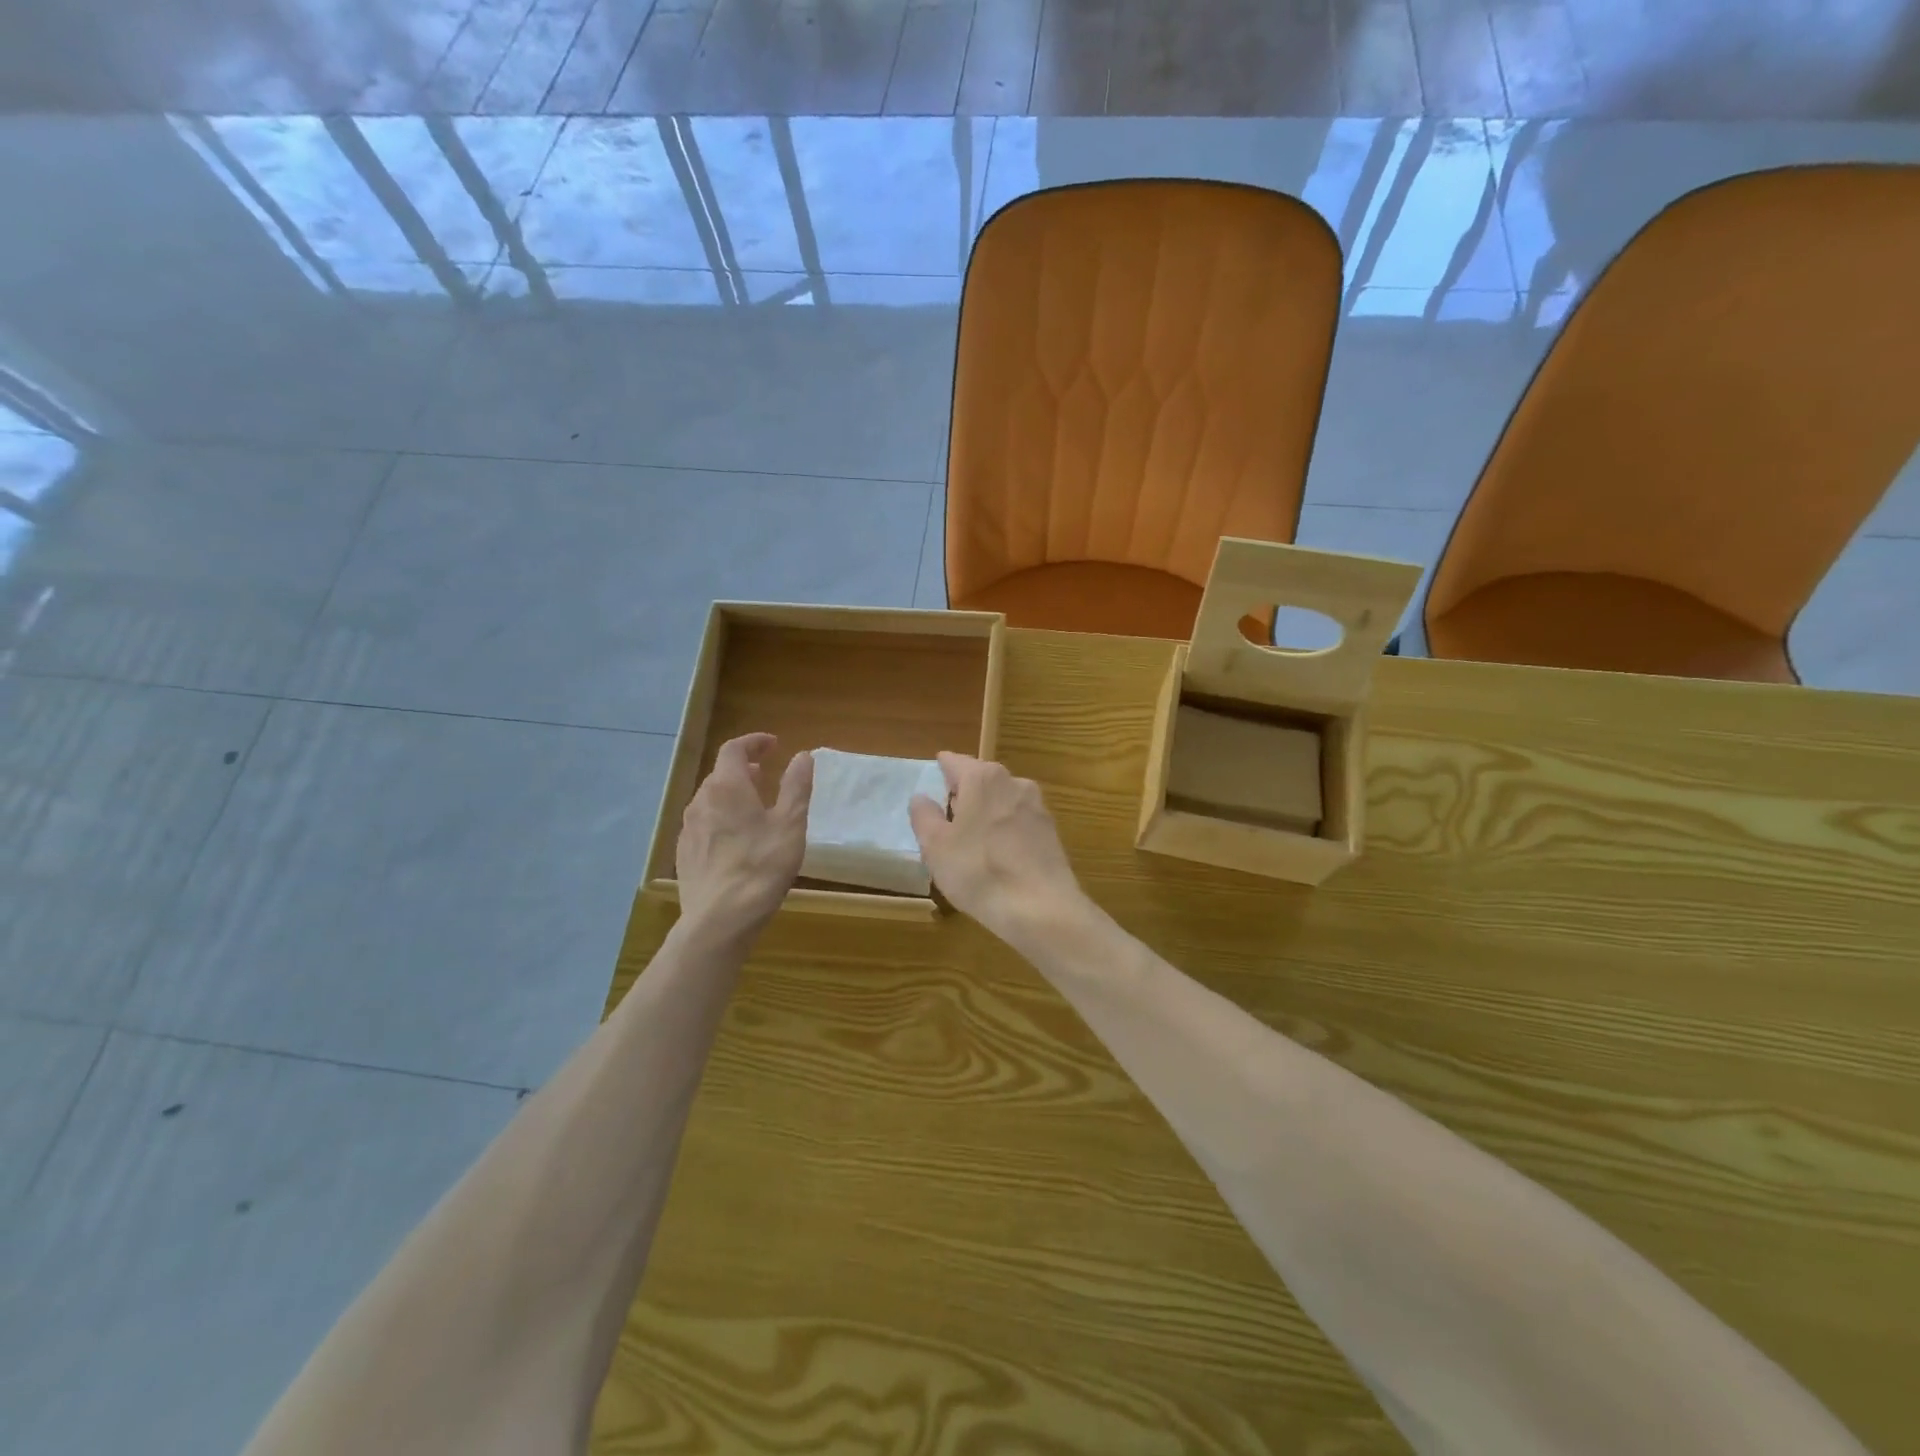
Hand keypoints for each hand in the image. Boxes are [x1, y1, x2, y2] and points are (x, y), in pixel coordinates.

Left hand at [675, 734, 812, 939]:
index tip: (773, 745)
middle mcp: (701, 800)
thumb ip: (796, 786)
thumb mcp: (790, 824)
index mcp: (727, 787)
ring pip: (710, 799)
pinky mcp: (684, 853)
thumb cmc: (762, 866)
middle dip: (744, 768)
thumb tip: (802, 755)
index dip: (754, 742)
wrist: (720, 919)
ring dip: (732, 793)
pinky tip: (736, 839)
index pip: (734, 749)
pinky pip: (703, 822)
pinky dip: (721, 817)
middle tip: (766, 775)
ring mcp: (688, 828)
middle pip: (720, 773)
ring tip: (754, 807)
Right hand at [908, 753, 1086, 945]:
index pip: (955, 762)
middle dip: (965, 792)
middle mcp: (1013, 782)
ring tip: (971, 839)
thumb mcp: (936, 846)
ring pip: (1002, 801)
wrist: (1040, 907)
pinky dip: (1006, 831)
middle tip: (947, 814)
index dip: (942, 768)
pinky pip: (1019, 823)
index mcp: (982, 778)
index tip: (935, 774)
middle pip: (981, 779)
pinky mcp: (1051, 832)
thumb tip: (921, 797)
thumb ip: (924, 816)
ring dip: (987, 812)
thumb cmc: (978, 870)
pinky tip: (998, 856)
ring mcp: (1037, 806)